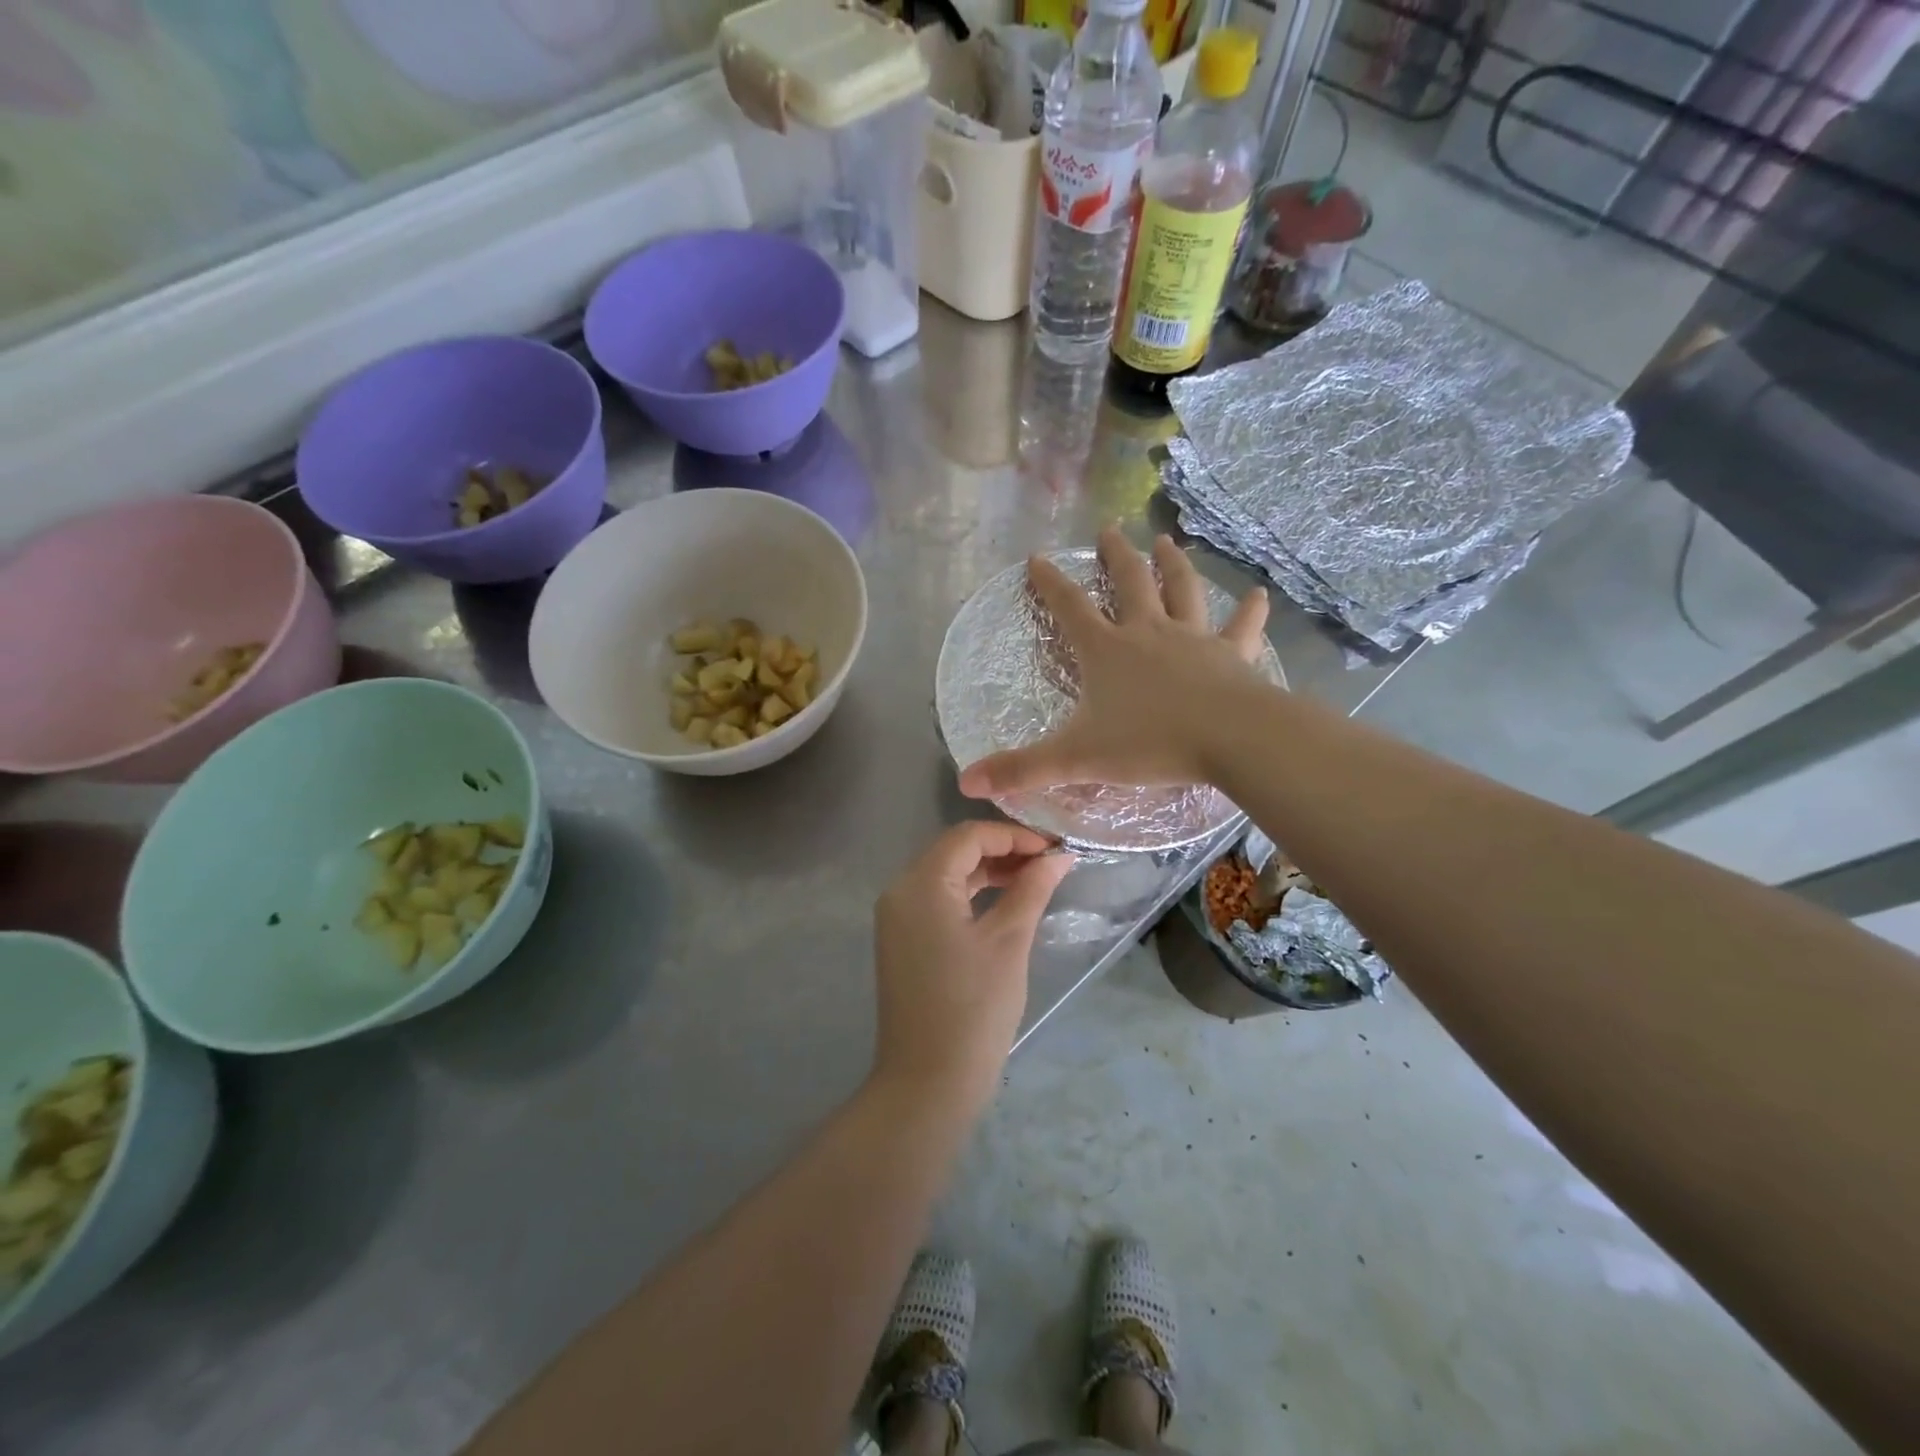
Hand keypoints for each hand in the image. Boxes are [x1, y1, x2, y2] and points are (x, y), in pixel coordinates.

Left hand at [872, 822, 1075, 1112]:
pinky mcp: (903, 942)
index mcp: (920, 884)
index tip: (1054, 849)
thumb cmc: (974, 1008)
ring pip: (947, 876)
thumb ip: (1032, 889)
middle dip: (1003, 851)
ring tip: (1035, 880)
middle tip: (1050, 863)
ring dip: (989, 873)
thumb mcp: (1009, 941)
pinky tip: (1006, 904)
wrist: (928, 1083)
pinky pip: (939, 902)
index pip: (968, 836)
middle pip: (954, 852)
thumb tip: (1058, 856)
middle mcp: (900, 892)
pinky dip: (971, 896)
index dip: (1014, 835)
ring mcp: (897, 918)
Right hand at [958, 528, 1271, 799]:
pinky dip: (1249, 611)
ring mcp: (1192, 639)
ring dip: (1172, 565)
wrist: (1230, 739)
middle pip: (1129, 582)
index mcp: (1106, 651)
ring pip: (1181, 591)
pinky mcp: (1230, 655)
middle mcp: (1147, 632)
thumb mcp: (1075, 758)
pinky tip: (1259, 595)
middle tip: (1109, 530)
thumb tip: (966, 782)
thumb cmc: (1149, 743)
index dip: (1050, 583)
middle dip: (1115, 555)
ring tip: (1165, 542)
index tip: (1037, 558)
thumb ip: (1021, 769)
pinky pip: (1240, 628)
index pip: (1069, 608)